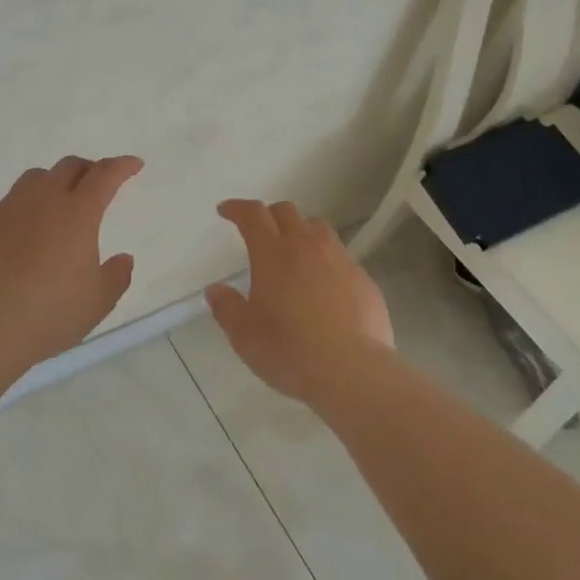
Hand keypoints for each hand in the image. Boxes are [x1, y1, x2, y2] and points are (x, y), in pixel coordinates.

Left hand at [0, 155, 143, 367]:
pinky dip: (25, 209)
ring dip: (54, 182)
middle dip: (89, 169)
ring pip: (34, 179)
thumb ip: (117, 276)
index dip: (122, 166)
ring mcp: (7, 211)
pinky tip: (24, 236)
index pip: (105, 175)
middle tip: (98, 183)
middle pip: (68, 167)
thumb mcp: (98, 302)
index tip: (134, 164)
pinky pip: (8, 205)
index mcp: (78, 214)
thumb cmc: (50, 314)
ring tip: (60, 202)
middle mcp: (42, 201)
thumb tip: (123, 258)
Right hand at [205, 200, 392, 403]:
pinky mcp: (363, 278)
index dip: (237, 208)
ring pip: (318, 228)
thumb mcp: (244, 335)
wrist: (351, 370)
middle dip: (269, 215)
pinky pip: (340, 256)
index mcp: (273, 253)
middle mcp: (307, 246)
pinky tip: (324, 285)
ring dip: (301, 231)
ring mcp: (340, 259)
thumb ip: (227, 307)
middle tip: (259, 231)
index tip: (226, 211)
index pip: (253, 215)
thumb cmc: (288, 350)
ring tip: (293, 251)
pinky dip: (326, 260)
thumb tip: (216, 290)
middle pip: (287, 212)